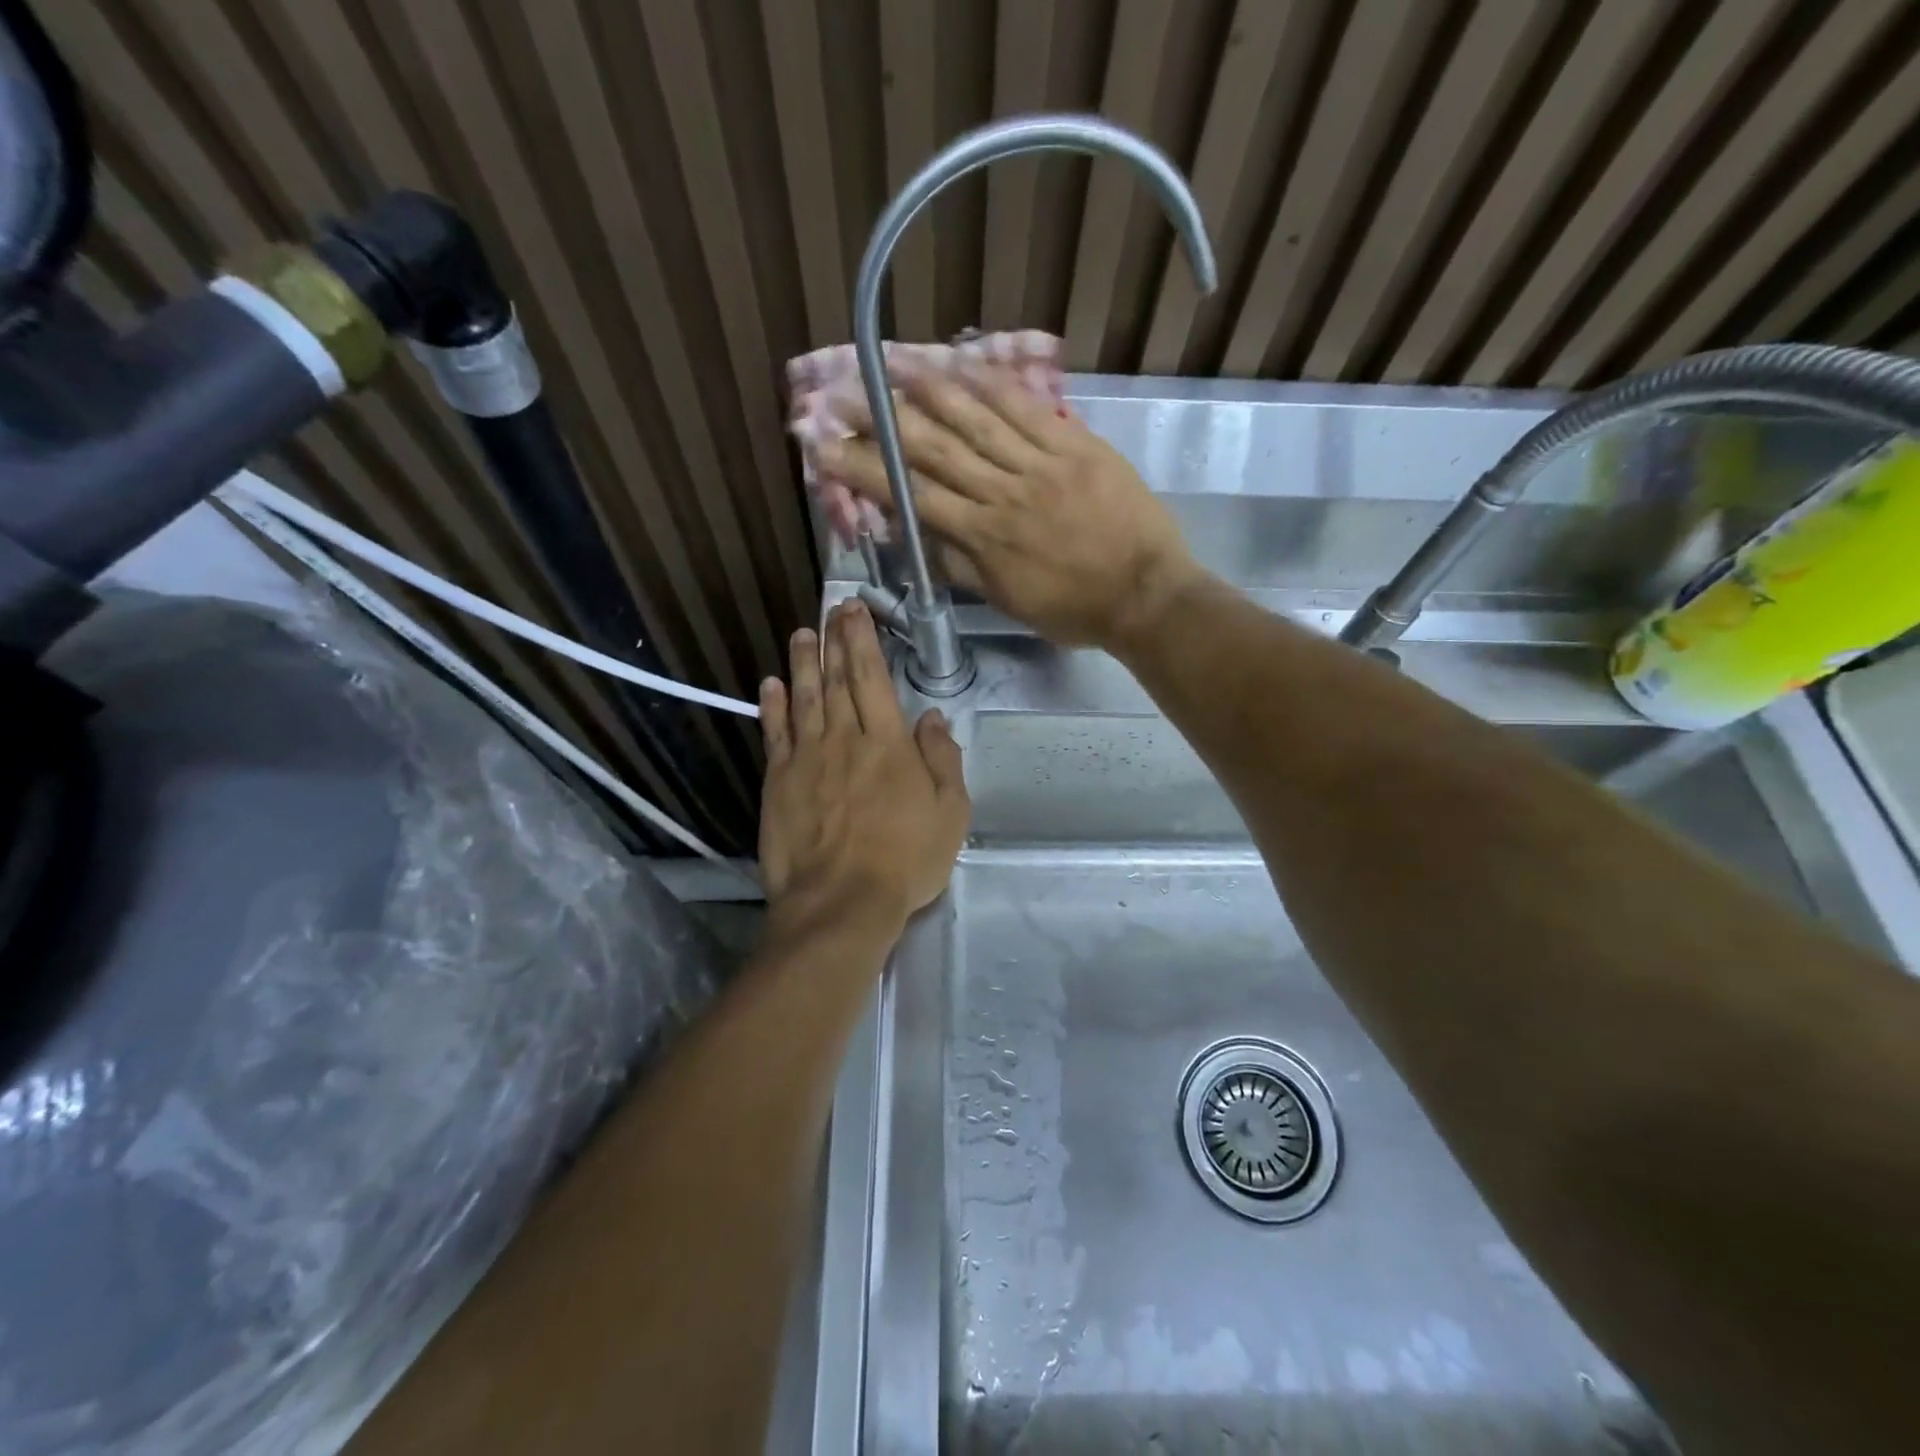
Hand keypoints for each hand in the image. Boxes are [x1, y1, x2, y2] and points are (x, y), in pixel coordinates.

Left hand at [758, 601, 968, 942]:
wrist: (840, 903)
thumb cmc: (905, 860)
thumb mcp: (950, 813)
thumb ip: (942, 759)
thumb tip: (931, 717)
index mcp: (887, 743)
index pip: (872, 678)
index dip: (863, 641)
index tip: (855, 612)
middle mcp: (843, 739)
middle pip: (837, 680)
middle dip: (834, 641)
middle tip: (831, 609)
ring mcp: (806, 759)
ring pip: (804, 698)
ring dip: (802, 663)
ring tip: (801, 634)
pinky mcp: (778, 782)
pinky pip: (774, 734)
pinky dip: (773, 706)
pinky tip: (771, 685)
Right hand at [818, 361, 1205, 648]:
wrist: (1146, 594)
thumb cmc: (1074, 609)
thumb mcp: (1007, 601)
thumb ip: (959, 564)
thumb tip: (914, 534)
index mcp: (983, 537)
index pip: (912, 495)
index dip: (865, 470)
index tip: (827, 449)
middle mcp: (1002, 492)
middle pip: (933, 449)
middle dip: (882, 421)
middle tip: (841, 394)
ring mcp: (1040, 463)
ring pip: (975, 419)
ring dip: (927, 388)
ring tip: (888, 362)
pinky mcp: (1074, 444)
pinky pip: (1026, 408)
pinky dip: (991, 383)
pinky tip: (960, 362)